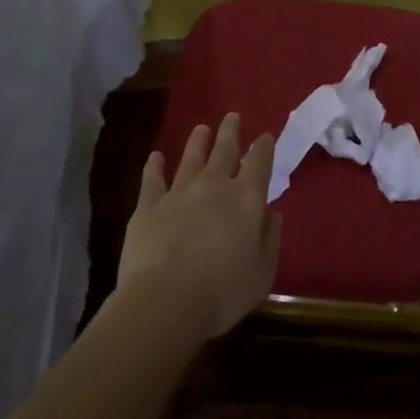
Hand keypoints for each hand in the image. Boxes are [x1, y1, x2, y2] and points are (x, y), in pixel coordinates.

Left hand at [116, 115, 280, 339]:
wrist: (165, 302)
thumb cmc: (223, 292)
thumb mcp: (263, 272)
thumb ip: (270, 238)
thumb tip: (270, 213)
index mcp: (247, 199)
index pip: (259, 162)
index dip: (263, 147)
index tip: (265, 136)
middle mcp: (214, 186)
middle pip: (224, 150)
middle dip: (230, 132)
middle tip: (232, 116)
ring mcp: (179, 193)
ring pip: (190, 158)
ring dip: (197, 142)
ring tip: (201, 129)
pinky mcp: (148, 207)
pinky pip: (152, 180)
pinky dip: (154, 166)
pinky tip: (155, 157)